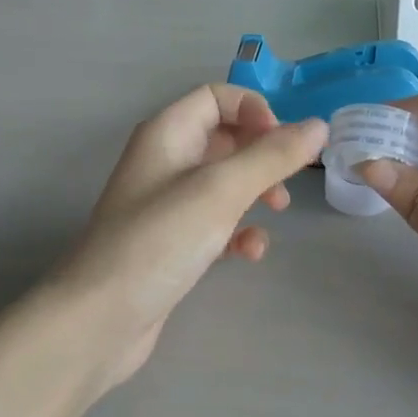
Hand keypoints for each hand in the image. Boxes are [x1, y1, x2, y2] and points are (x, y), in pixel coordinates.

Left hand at [55, 84, 327, 392]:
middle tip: (289, 178)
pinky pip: (215, 222)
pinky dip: (237, 231)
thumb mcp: (221, 191)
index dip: (254, 110)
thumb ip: (271, 156)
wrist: (100, 320)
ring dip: (256, 191)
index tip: (283, 142)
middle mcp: (165, 161)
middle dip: (262, 153)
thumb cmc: (159, 240)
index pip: (216, 97)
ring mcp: (167, 204)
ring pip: (224, 182)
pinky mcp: (173, 242)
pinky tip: (249, 253)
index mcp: (167, 133)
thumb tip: (318, 126)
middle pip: (224, 138)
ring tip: (277, 211)